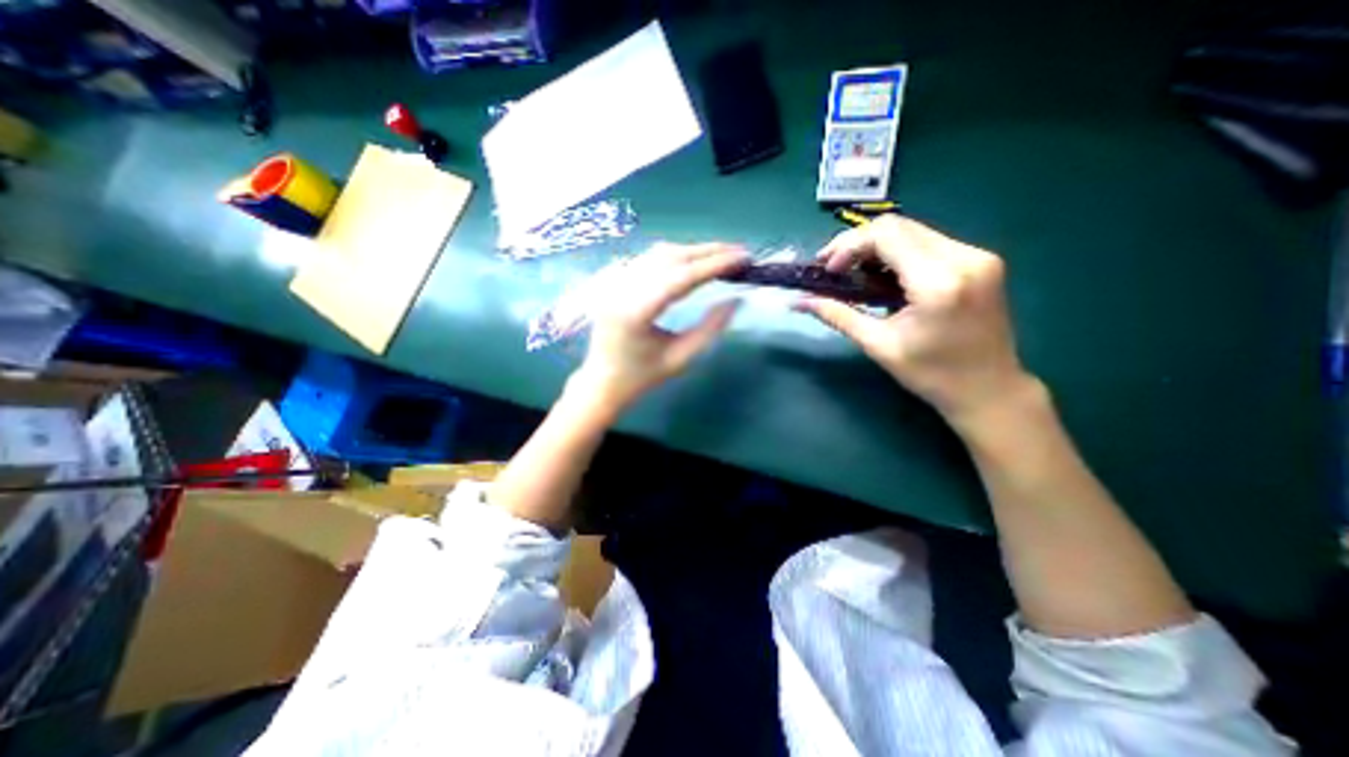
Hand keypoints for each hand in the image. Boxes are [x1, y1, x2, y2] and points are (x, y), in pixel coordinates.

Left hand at [568, 242, 747, 413]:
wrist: (602, 381)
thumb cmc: (642, 377)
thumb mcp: (681, 359)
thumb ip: (710, 329)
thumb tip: (736, 300)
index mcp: (635, 313)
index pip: (680, 277)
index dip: (714, 265)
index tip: (742, 258)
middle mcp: (621, 289)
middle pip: (670, 258)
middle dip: (708, 252)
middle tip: (739, 252)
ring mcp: (615, 282)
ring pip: (659, 253)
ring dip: (693, 251)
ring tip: (722, 256)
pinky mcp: (615, 280)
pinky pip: (648, 259)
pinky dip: (676, 256)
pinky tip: (694, 260)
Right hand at [793, 216, 1028, 425]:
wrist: (989, 389)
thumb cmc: (931, 374)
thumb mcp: (878, 345)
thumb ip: (837, 316)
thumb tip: (799, 302)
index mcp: (939, 282)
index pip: (886, 235)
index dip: (848, 245)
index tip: (828, 270)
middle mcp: (964, 257)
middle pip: (898, 226)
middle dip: (858, 243)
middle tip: (834, 269)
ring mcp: (978, 255)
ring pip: (913, 231)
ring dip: (876, 247)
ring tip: (854, 274)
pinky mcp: (980, 260)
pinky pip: (928, 242)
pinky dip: (898, 253)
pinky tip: (883, 276)